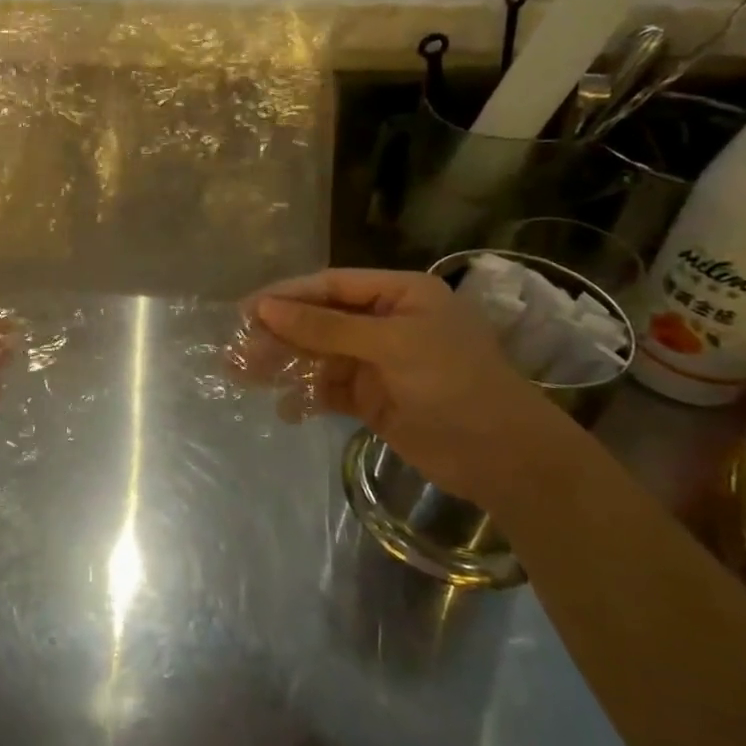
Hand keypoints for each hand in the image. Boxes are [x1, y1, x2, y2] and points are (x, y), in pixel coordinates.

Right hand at [236, 268, 584, 514]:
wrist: (506, 460)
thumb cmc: (455, 384)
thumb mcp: (391, 346)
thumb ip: (326, 327)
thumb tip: (265, 308)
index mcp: (399, 295)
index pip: (331, 286)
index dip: (287, 296)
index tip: (246, 310)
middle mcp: (386, 322)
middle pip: (320, 320)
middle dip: (279, 334)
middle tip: (238, 350)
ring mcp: (378, 362)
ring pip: (318, 355)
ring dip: (285, 364)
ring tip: (245, 377)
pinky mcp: (373, 398)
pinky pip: (329, 390)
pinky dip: (306, 396)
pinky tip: (286, 408)